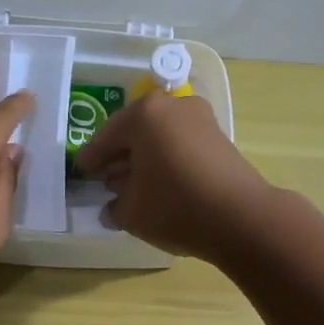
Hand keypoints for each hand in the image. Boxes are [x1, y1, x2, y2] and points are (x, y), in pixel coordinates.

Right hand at [72, 92, 276, 261]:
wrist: (241, 217)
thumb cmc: (175, 207)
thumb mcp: (131, 212)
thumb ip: (114, 207)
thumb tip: (112, 207)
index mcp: (144, 114)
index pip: (106, 137)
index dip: (91, 159)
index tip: (81, 172)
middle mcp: (173, 107)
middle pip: (135, 132)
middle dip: (119, 157)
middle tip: (105, 180)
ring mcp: (201, 120)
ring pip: (160, 138)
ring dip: (143, 160)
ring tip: (131, 187)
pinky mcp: (219, 139)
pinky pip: (180, 146)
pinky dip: (166, 162)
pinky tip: (160, 186)